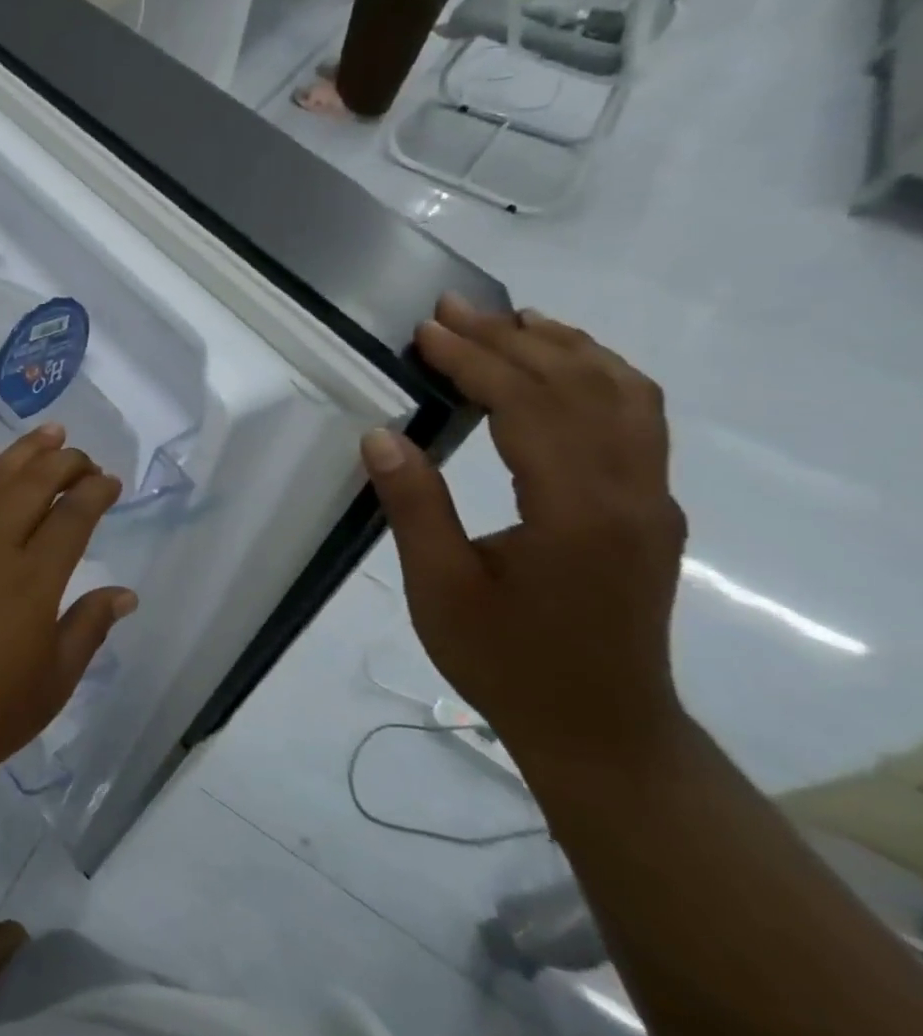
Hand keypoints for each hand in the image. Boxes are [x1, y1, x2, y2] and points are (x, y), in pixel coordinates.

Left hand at [0, 424, 134, 793]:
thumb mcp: (52, 684)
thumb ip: (88, 629)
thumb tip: (124, 594)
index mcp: (32, 580)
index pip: (72, 516)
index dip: (95, 492)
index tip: (110, 481)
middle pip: (34, 484)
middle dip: (65, 462)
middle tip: (84, 457)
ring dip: (23, 453)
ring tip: (49, 433)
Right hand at [359, 295, 687, 767]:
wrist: (600, 726)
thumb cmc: (507, 662)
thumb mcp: (439, 590)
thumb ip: (414, 505)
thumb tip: (381, 434)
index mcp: (577, 511)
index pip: (530, 405)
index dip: (475, 360)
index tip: (425, 332)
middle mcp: (632, 491)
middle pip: (580, 385)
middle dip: (512, 338)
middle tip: (451, 309)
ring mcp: (652, 498)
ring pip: (625, 393)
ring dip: (565, 346)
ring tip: (509, 320)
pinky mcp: (651, 509)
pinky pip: (638, 418)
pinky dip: (600, 375)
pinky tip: (563, 369)